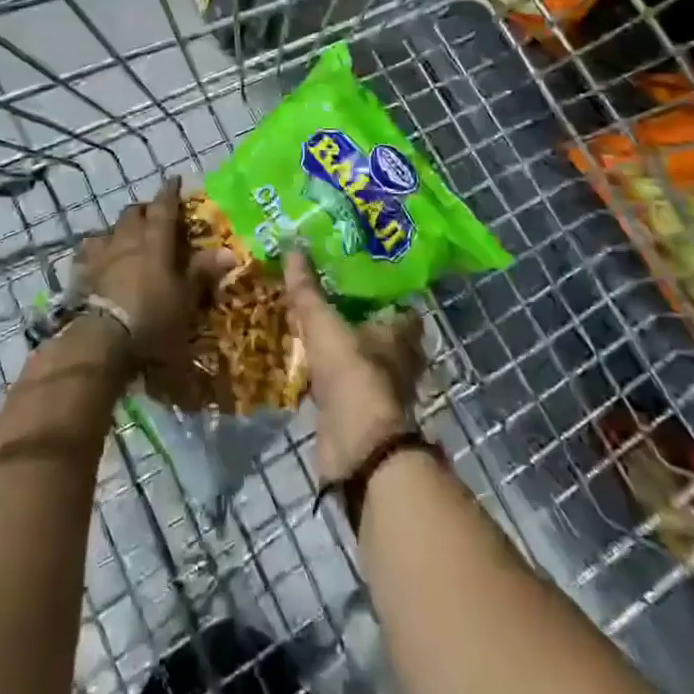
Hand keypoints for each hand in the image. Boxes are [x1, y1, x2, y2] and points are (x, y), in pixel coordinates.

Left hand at [74, 178, 231, 371]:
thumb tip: (229, 251)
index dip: (169, 192)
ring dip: (119, 229)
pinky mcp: (82, 274)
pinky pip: (87, 253)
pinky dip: (95, 251)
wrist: (104, 340)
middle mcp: (126, 239)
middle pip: (133, 213)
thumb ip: (202, 271)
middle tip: (154, 216)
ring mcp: (101, 255)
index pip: (164, 207)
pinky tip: (96, 258)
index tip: (173, 179)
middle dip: (144, 210)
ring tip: (125, 237)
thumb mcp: (186, 298)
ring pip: (108, 229)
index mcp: (155, 240)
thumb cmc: (153, 317)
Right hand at [284, 250, 427, 483]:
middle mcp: (399, 361)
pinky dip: (331, 378)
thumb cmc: (351, 373)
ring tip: (316, 330)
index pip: (402, 306)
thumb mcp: (322, 323)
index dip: (386, 293)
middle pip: (383, 335)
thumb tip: (292, 247)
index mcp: (401, 334)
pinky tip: (309, 367)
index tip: (361, 277)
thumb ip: (306, 290)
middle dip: (361, 320)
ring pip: (364, 362)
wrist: (357, 446)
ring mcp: (381, 391)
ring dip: (346, 351)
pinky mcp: (361, 415)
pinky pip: (345, 387)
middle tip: (331, 299)